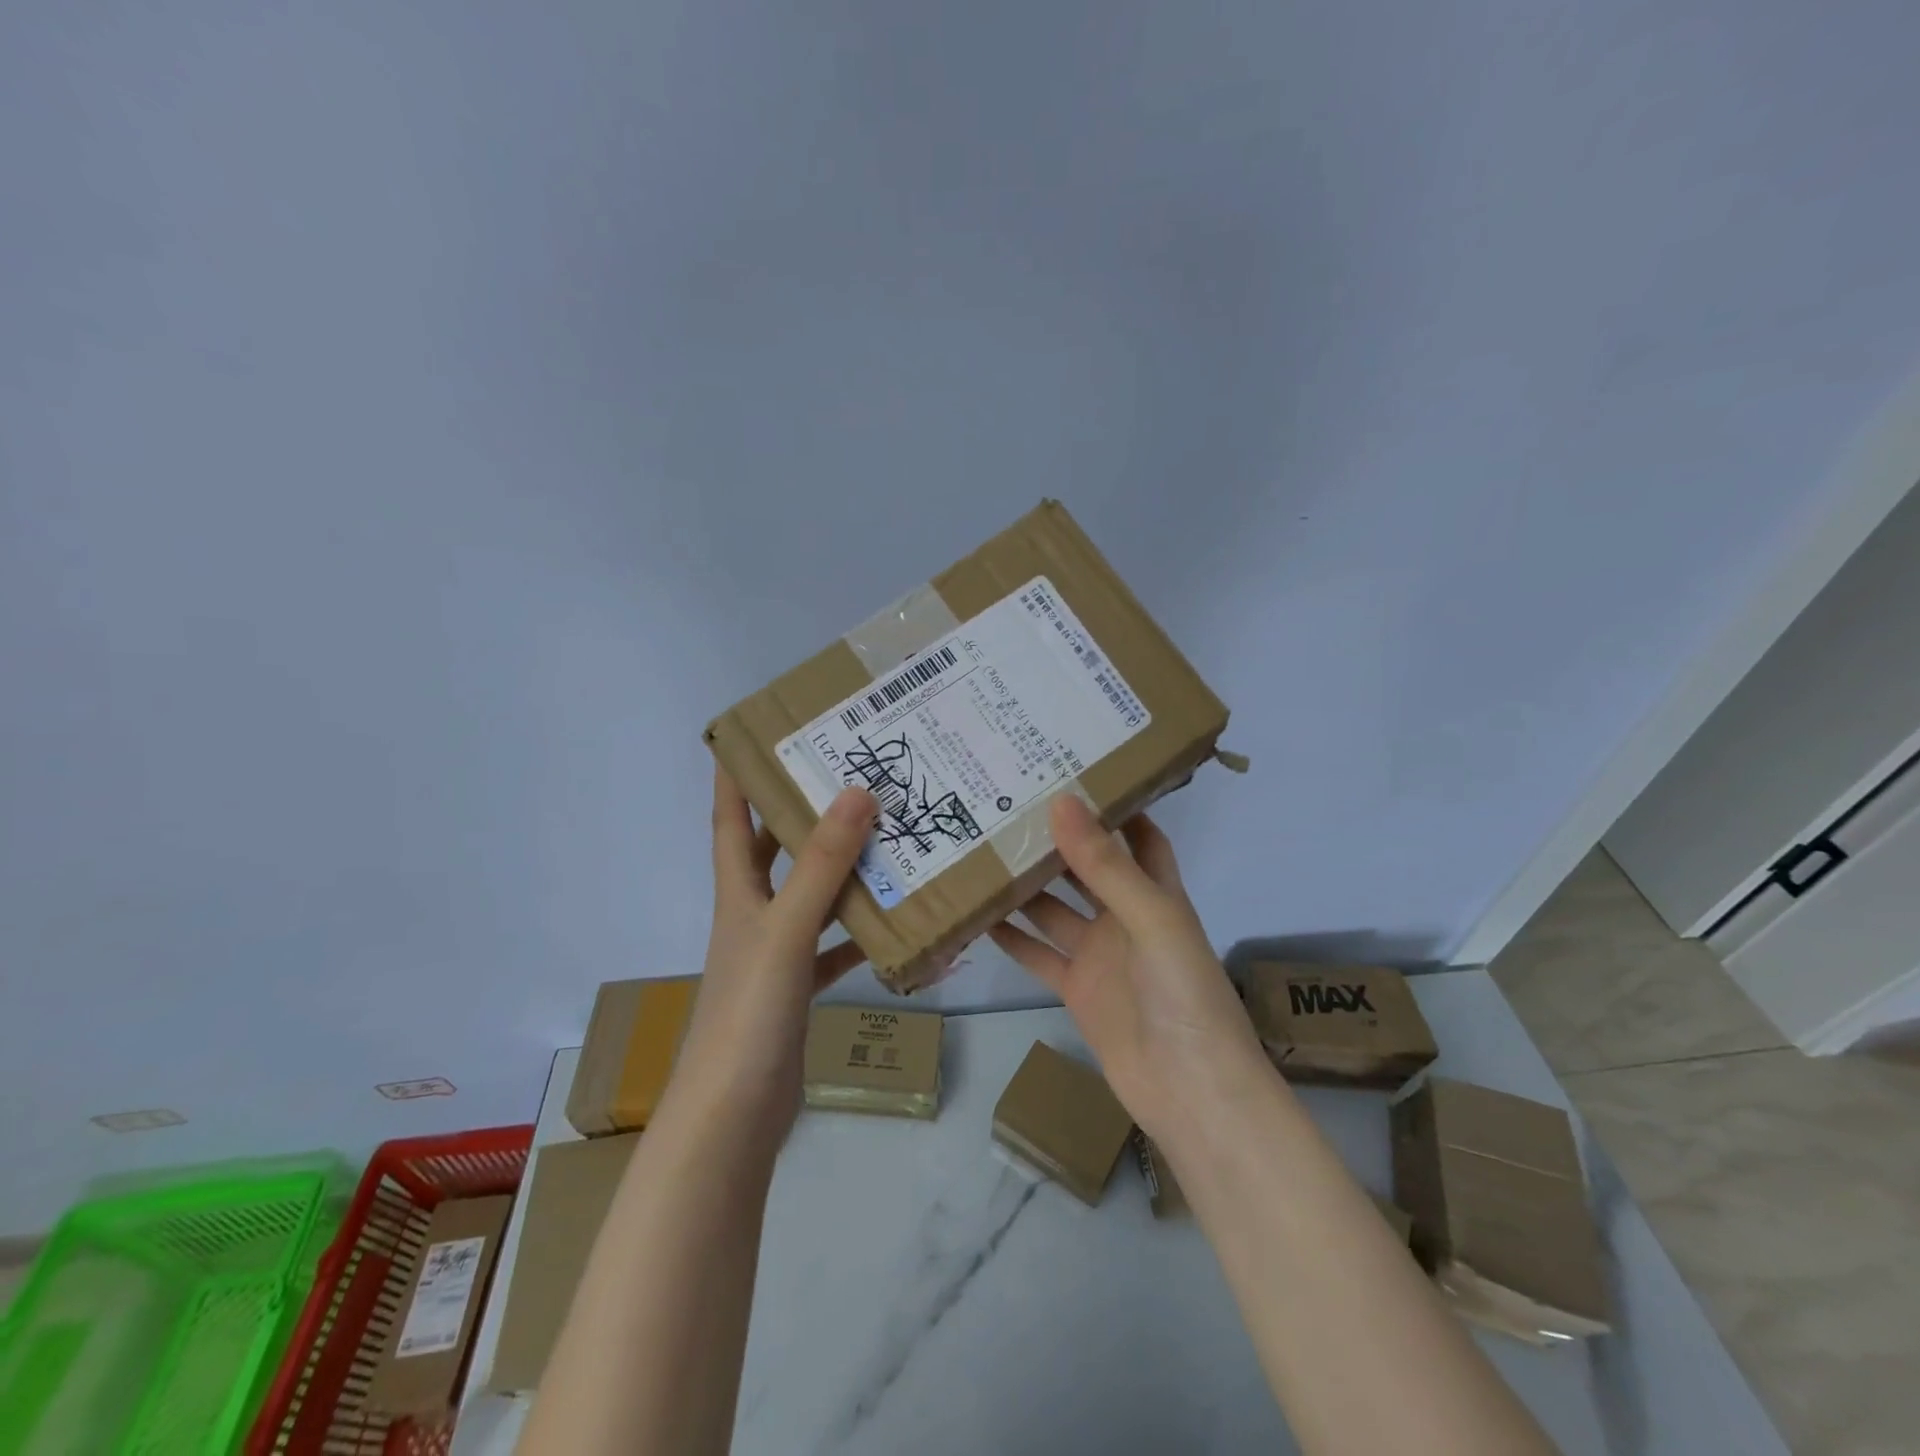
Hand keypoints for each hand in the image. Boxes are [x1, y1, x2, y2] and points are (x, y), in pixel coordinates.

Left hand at [671, 767, 876, 1140]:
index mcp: (738, 892)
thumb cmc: (750, 1012)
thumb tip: (856, 793)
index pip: (729, 819)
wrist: (734, 1115)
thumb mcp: (786, 930)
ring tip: (887, 836)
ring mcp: (777, 952)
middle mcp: (754, 914)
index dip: (735, 776)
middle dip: (800, 812)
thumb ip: (821, 865)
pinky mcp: (799, 987)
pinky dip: (861, 933)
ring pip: (812, 895)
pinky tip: (898, 922)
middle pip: (774, 850)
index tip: (753, 735)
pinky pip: (835, 946)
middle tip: (846, 775)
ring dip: (842, 869)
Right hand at [990, 795, 1269, 1142]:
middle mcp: (1126, 917)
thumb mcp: (1151, 919)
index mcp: (1156, 893)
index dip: (1116, 806)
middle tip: (1010, 804)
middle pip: (1088, 868)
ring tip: (984, 848)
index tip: (1075, 772)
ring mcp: (1099, 954)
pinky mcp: (1076, 989)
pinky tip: (979, 914)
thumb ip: (1105, 865)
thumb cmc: (1184, 994)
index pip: (1139, 836)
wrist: (1190, 1091)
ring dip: (1027, 885)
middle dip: (1058, 839)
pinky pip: (1038, 953)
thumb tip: (1062, 802)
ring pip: (1055, 908)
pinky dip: (1012, 937)